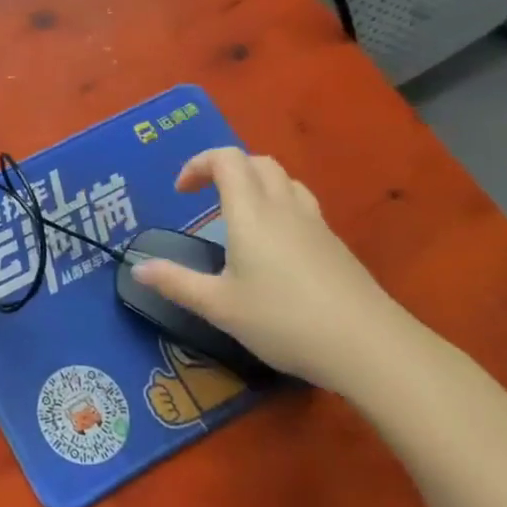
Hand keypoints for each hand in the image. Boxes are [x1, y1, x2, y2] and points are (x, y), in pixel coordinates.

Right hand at [130, 148, 423, 394]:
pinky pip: (302, 205)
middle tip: (204, 197)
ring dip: (255, 184)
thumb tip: (137, 268)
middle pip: (256, 162)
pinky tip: (274, 247)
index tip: (180, 192)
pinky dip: (279, 206)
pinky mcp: (335, 244)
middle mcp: (284, 207)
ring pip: (284, 180)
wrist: (369, 346)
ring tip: (239, 217)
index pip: (226, 159)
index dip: (198, 164)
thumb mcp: (219, 307)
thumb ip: (176, 283)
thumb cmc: (284, 320)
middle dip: (225, 169)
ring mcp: (315, 224)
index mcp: (251, 213)